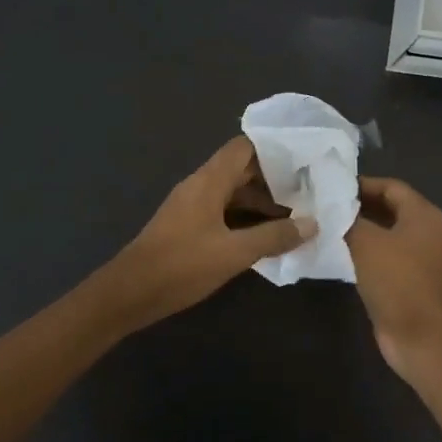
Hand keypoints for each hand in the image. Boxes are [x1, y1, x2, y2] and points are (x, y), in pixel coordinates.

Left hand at [99, 136, 315, 331]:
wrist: (129, 293)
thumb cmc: (181, 265)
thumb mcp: (234, 253)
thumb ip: (274, 237)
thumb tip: (312, 224)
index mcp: (209, 181)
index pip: (244, 148)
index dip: (274, 150)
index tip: (303, 160)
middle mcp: (200, 186)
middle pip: (241, 170)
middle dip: (274, 180)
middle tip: (308, 191)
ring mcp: (192, 206)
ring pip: (233, 193)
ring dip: (261, 203)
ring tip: (295, 217)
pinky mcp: (187, 227)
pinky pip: (223, 212)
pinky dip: (245, 218)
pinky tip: (266, 236)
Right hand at [345, 176, 441, 370]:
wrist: (419, 335)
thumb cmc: (396, 280)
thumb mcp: (367, 242)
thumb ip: (348, 219)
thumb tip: (331, 207)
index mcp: (423, 214)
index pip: (390, 186)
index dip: (361, 184)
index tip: (330, 188)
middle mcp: (425, 230)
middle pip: (388, 207)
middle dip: (357, 206)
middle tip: (324, 206)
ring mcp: (418, 256)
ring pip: (384, 233)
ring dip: (358, 229)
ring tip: (326, 226)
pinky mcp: (408, 279)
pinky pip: (383, 255)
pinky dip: (363, 251)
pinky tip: (338, 253)